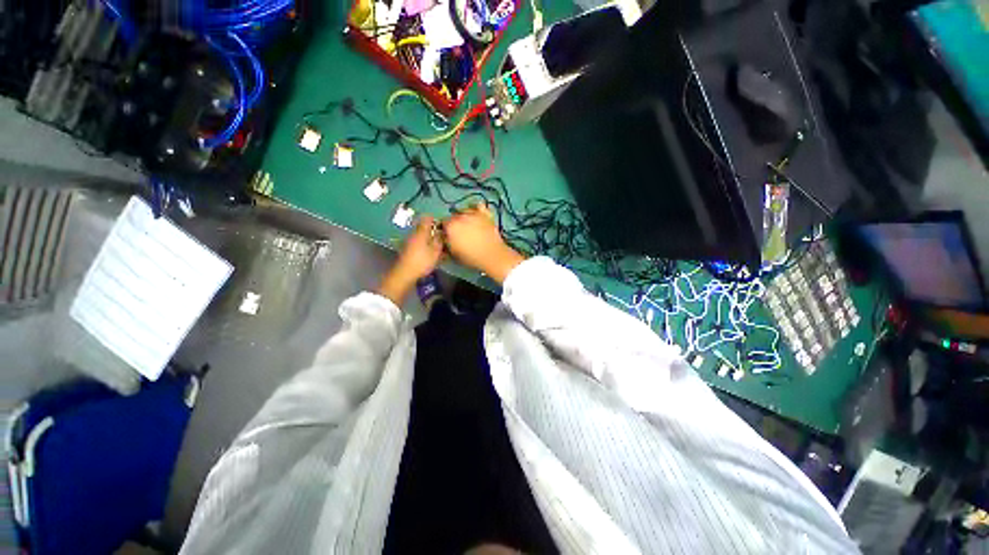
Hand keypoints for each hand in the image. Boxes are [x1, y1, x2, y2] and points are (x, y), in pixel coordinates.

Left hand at [377, 215, 442, 303]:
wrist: (404, 274)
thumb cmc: (422, 261)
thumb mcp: (435, 251)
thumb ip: (439, 240)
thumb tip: (442, 231)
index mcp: (421, 232)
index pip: (427, 218)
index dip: (436, 220)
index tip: (443, 225)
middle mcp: (414, 233)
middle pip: (424, 227)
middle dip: (433, 230)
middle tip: (443, 237)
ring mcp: (409, 241)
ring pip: (421, 235)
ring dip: (429, 238)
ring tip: (438, 247)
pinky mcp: (407, 249)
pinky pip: (418, 242)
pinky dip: (425, 245)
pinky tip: (430, 253)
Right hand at [443, 203, 524, 282]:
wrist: (492, 255)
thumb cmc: (471, 257)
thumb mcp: (453, 252)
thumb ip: (446, 242)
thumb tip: (445, 236)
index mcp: (450, 226)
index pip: (443, 223)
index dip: (446, 230)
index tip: (449, 236)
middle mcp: (460, 216)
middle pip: (453, 216)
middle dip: (455, 223)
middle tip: (460, 233)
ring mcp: (474, 213)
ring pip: (464, 210)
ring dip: (464, 216)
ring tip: (469, 225)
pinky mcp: (485, 214)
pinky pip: (478, 205)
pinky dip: (476, 208)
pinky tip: (476, 214)